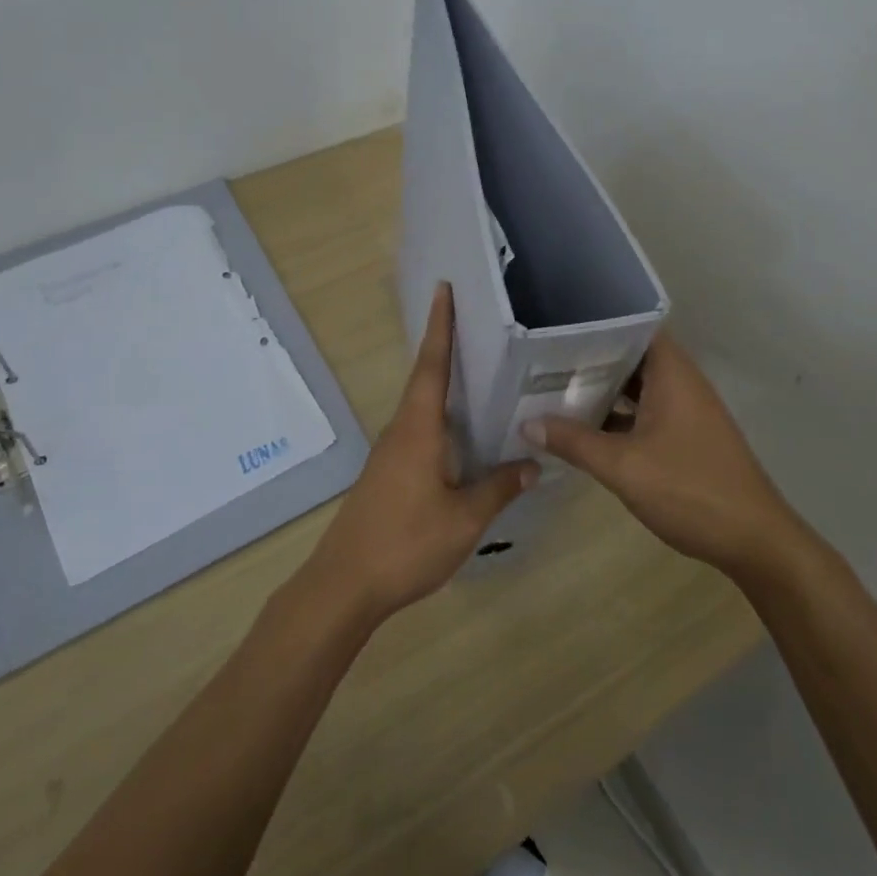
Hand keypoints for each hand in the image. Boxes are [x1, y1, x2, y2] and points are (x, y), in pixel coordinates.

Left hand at [302, 283, 534, 626]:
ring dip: (443, 385)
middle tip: (475, 325)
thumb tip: (532, 463)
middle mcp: (400, 431)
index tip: (443, 290)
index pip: (431, 365)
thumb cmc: (406, 543)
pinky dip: (440, 419)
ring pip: (421, 408)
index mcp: (418, 429)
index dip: (440, 327)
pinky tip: (461, 436)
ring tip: (477, 373)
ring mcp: (390, 453)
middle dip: (445, 348)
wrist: (344, 584)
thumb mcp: (464, 519)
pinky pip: (419, 431)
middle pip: (425, 379)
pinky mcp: (387, 474)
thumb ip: (498, 488)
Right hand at [522, 332, 805, 581]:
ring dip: (603, 389)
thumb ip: (574, 442)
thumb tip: (527, 422)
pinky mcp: (687, 436)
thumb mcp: (623, 466)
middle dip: (591, 358)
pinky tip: (586, 429)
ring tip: (555, 388)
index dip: (597, 323)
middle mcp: (681, 382)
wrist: (754, 540)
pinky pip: (646, 411)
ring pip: (638, 386)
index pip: (633, 327)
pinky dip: (619, 415)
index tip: (557, 326)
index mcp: (672, 373)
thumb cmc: (690, 490)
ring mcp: (686, 410)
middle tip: (544, 359)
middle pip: (632, 356)